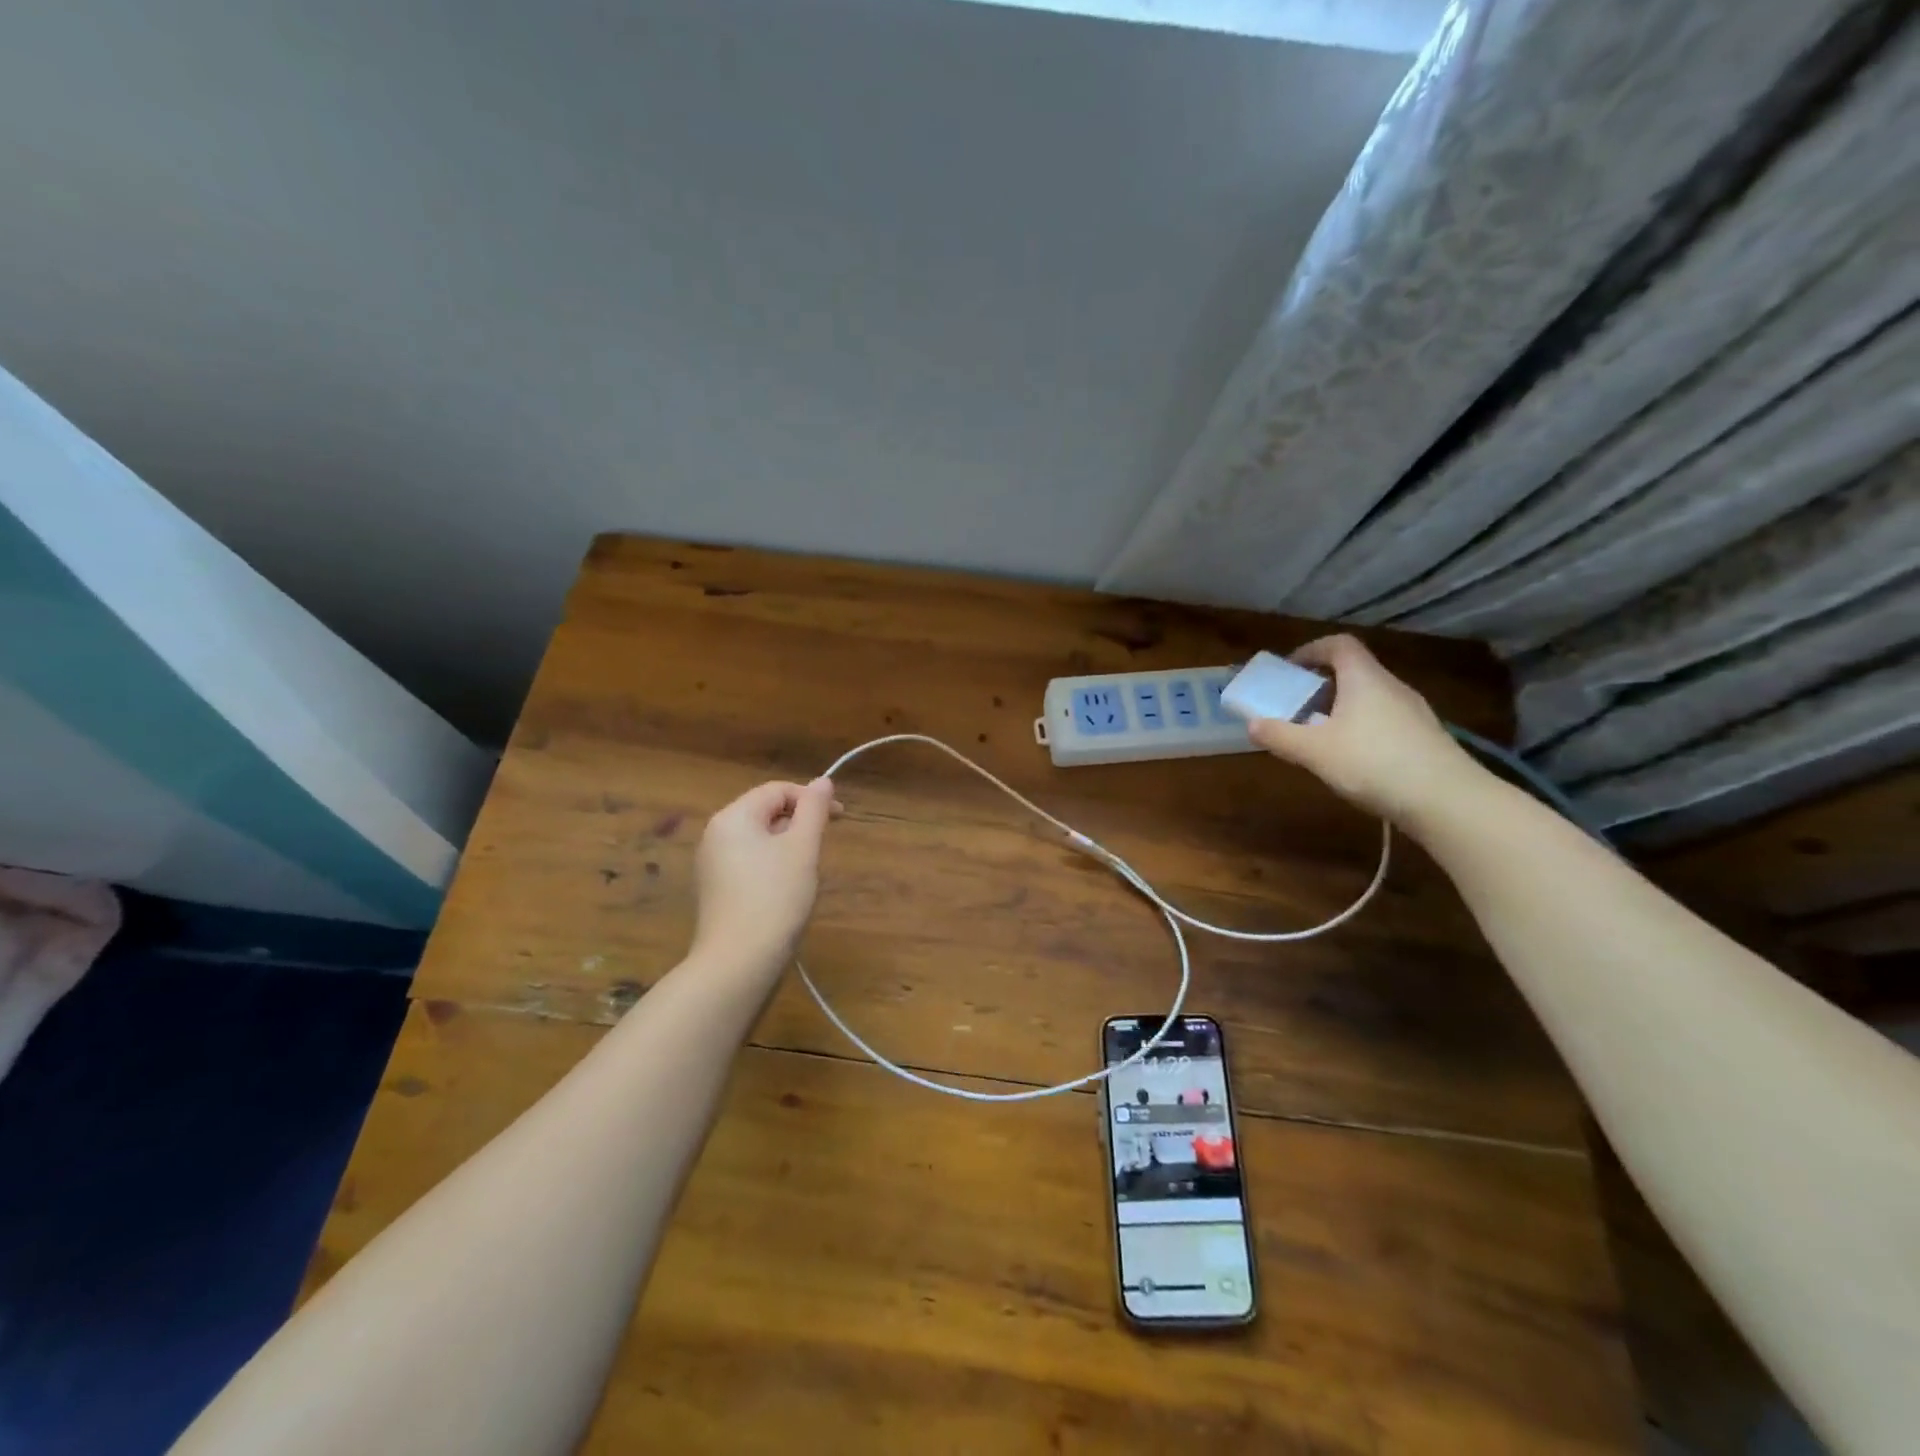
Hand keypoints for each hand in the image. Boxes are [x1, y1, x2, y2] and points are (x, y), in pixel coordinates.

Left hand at [690, 778, 838, 972]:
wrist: (738, 963)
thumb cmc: (775, 898)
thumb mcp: (802, 848)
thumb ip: (814, 810)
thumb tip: (823, 781)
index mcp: (733, 817)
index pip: (777, 791)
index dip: (811, 798)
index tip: (840, 818)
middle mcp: (715, 834)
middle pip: (765, 812)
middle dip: (799, 823)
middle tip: (824, 847)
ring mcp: (711, 865)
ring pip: (758, 839)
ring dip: (788, 845)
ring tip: (807, 871)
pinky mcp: (715, 891)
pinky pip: (749, 863)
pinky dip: (772, 866)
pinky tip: (786, 891)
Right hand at [1246, 635, 1485, 834]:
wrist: (1447, 800)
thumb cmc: (1373, 763)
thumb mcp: (1315, 752)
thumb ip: (1280, 736)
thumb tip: (1252, 724)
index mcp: (1365, 679)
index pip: (1339, 644)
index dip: (1312, 650)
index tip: (1290, 669)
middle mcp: (1392, 687)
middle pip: (1355, 671)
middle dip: (1322, 685)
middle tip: (1297, 706)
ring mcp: (1414, 712)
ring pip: (1371, 698)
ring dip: (1342, 708)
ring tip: (1320, 735)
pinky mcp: (1426, 738)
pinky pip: (1386, 721)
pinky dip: (1363, 728)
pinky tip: (1354, 759)